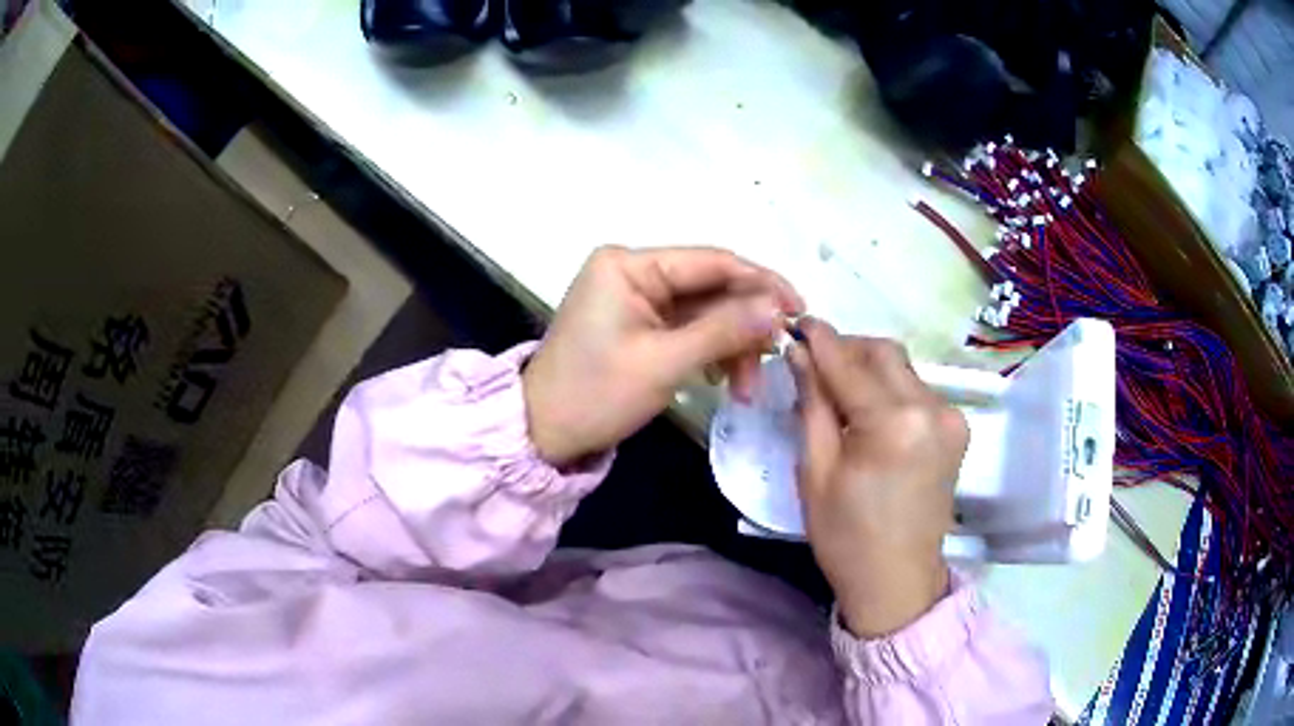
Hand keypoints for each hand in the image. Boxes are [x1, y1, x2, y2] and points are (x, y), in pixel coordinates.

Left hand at [523, 246, 802, 465]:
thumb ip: (724, 330)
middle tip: (773, 362)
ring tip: (746, 389)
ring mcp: (635, 298)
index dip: (761, 283)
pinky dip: (710, 352)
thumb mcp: (664, 363)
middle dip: (745, 327)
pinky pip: (688, 328)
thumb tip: (779, 308)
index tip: (800, 310)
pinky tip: (724, 380)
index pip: (711, 261)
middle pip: (711, 288)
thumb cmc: (595, 395)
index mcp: (629, 264)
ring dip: (731, 346)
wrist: (543, 433)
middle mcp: (633, 270)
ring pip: (704, 311)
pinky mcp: (638, 323)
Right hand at [788, 317, 967, 638]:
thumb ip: (812, 404)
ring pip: (902, 368)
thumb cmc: (846, 536)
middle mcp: (932, 408)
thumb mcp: (815, 471)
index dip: (819, 339)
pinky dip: (890, 389)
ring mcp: (951, 417)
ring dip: (868, 368)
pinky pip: (917, 390)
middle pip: (884, 352)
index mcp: (894, 423)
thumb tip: (799, 353)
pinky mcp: (957, 428)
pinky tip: (870, 412)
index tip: (795, 324)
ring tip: (839, 392)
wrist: (897, 580)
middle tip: (814, 364)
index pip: (848, 362)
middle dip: (847, 348)